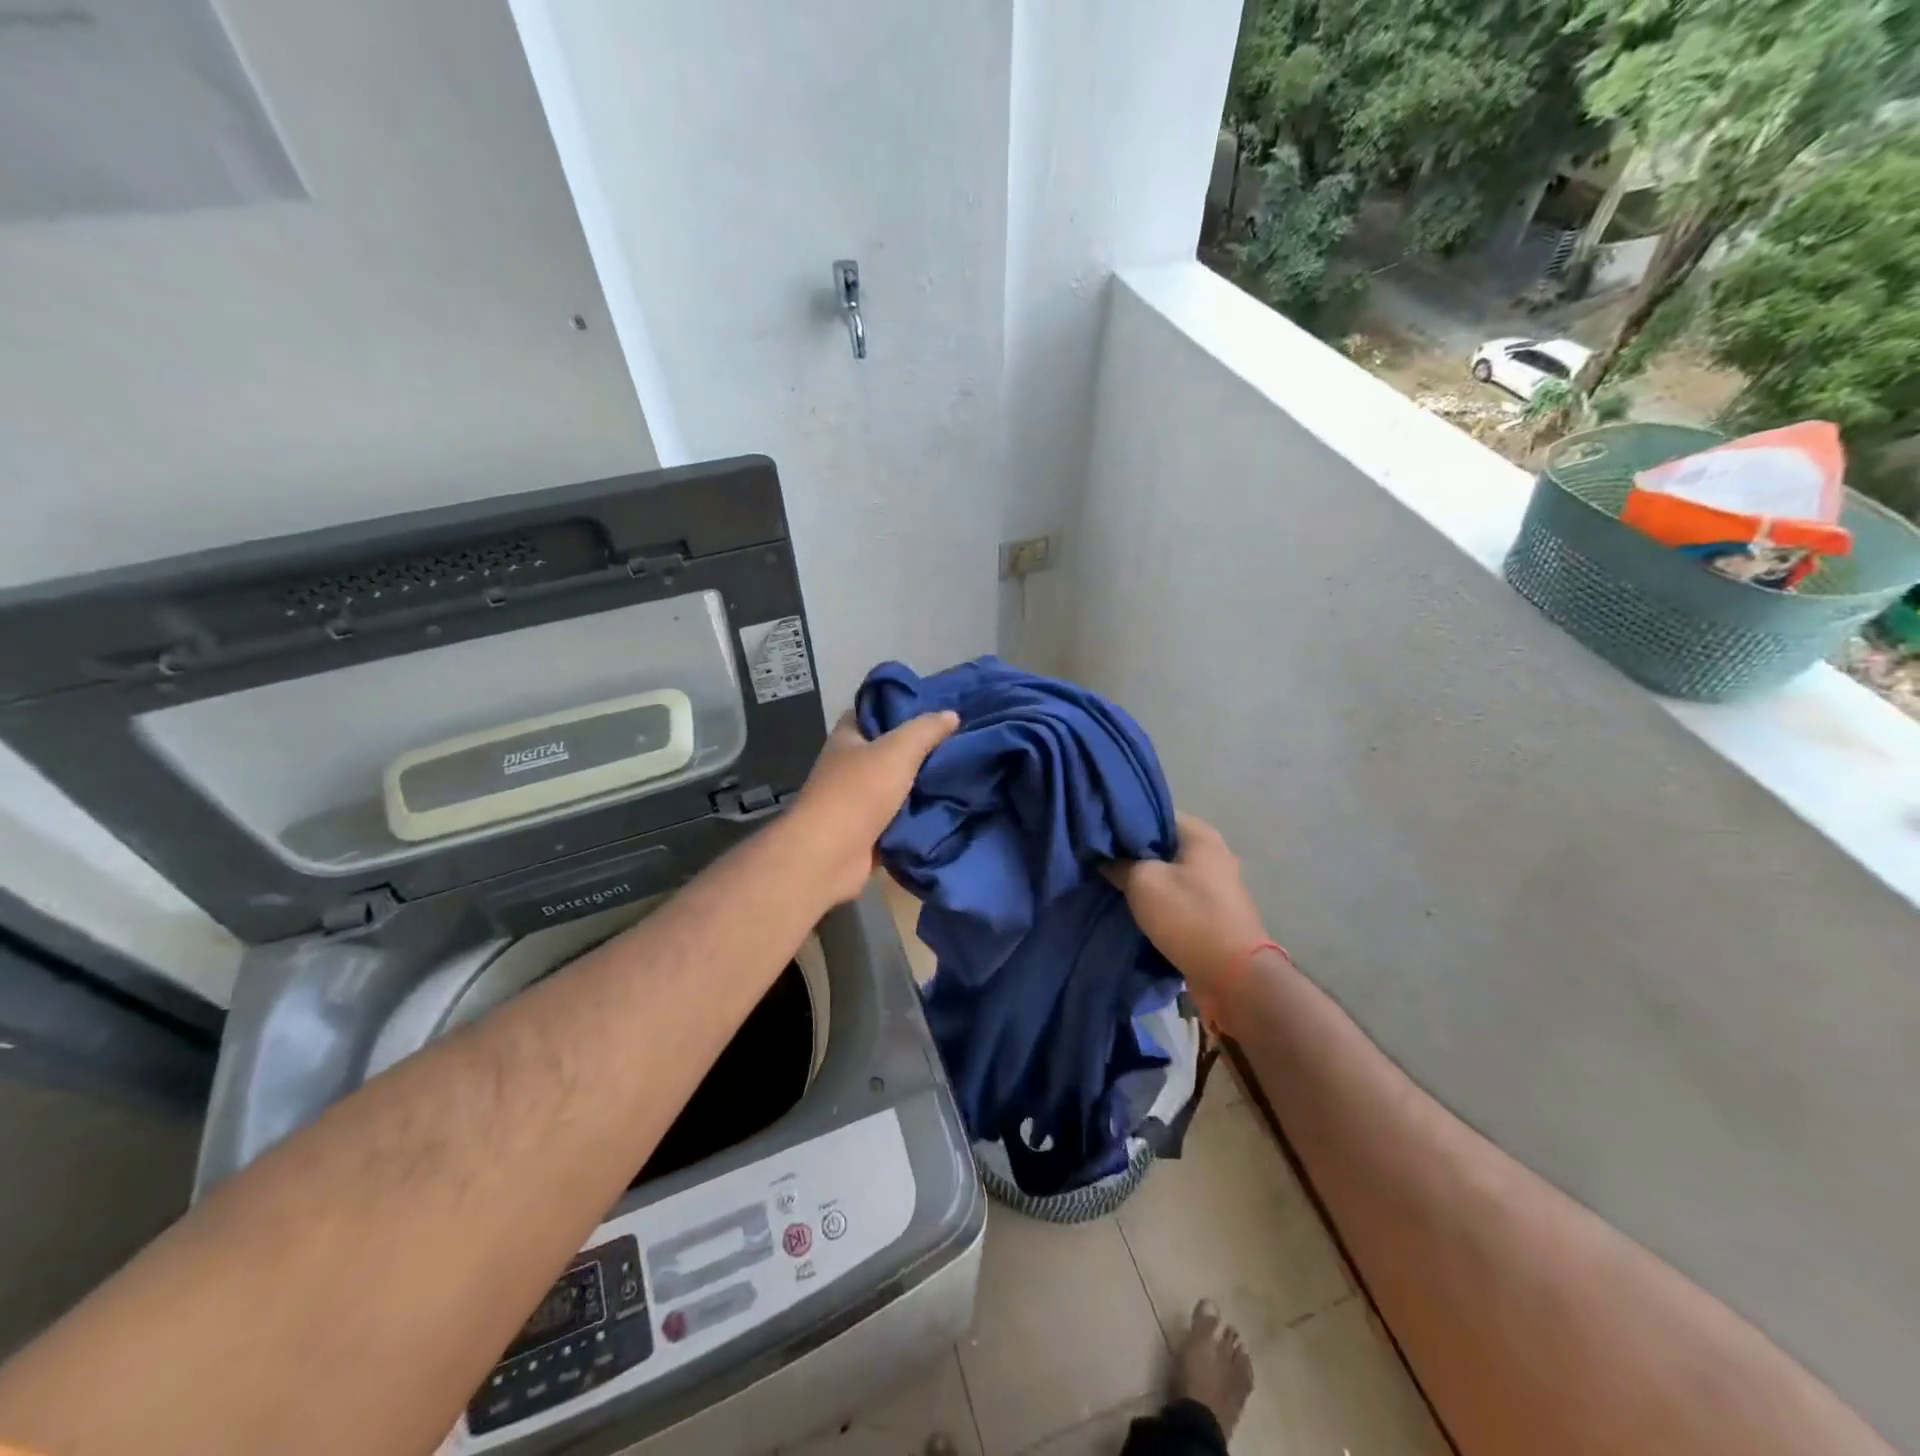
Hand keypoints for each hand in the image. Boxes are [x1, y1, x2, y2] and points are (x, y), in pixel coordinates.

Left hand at [784, 709, 958, 904]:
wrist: (830, 856)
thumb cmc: (858, 793)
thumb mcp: (897, 751)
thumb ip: (925, 730)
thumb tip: (951, 714)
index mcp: (848, 738)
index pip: (874, 710)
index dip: (901, 705)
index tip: (937, 704)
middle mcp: (850, 766)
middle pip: (890, 749)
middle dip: (922, 747)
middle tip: (962, 740)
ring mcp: (858, 801)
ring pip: (899, 785)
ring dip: (925, 783)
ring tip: (965, 772)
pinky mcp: (870, 831)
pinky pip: (902, 817)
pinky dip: (921, 814)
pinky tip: (953, 806)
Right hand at [1105, 813, 1270, 1006]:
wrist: (1233, 976)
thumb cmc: (1189, 916)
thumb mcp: (1144, 882)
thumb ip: (1120, 864)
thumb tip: (1104, 858)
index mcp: (1201, 835)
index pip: (1154, 813)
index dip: (1124, 821)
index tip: (1099, 833)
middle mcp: (1212, 854)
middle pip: (1161, 844)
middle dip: (1131, 852)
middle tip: (1099, 859)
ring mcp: (1214, 885)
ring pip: (1167, 872)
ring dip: (1143, 879)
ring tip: (1109, 882)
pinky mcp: (1211, 912)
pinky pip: (1176, 896)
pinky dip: (1156, 900)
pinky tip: (1130, 905)